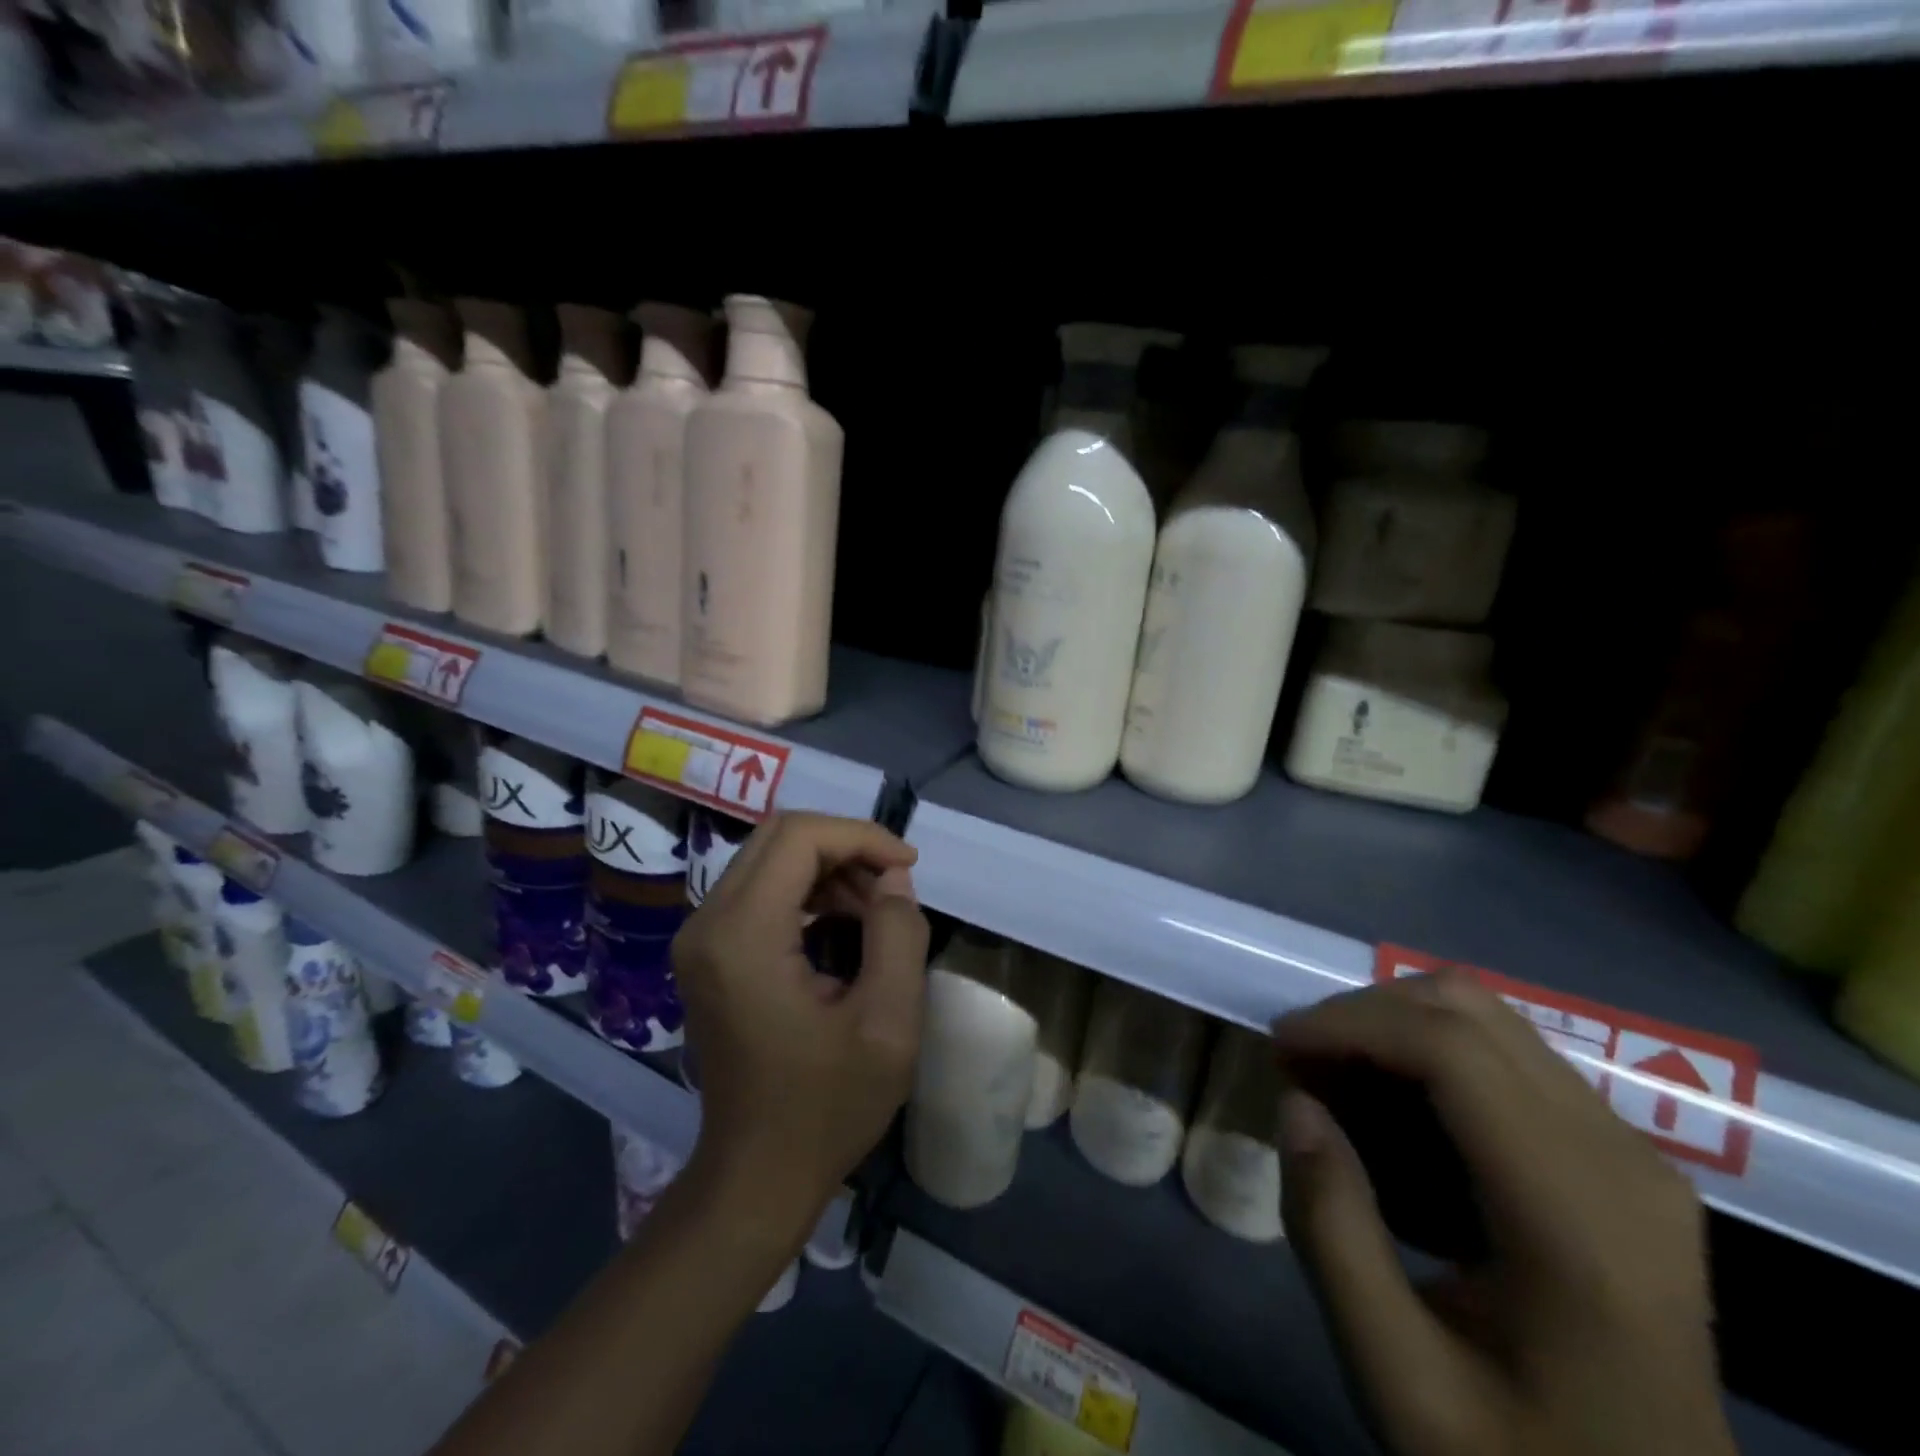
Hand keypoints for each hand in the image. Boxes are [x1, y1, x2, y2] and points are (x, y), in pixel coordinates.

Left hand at [672, 812, 928, 1239]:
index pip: (799, 836)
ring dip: (830, 868)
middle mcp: (708, 922)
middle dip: (846, 847)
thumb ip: (898, 934)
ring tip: (875, 911)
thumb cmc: (826, 1107)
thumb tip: (893, 879)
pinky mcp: (708, 952)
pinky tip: (843, 926)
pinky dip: (808, 890)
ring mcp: (701, 937)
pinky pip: (761, 889)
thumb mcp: (888, 1023)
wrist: (757, 1175)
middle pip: (780, 836)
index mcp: (743, 935)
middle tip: (893, 885)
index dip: (862, 837)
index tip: (908, 868)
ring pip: (770, 858)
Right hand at [1272, 971, 1735, 1455]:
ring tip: (1334, 1077)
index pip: (1451, 1050)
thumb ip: (1333, 1235)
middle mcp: (1621, 1159)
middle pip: (1469, 1009)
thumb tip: (1295, 1105)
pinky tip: (1390, 1103)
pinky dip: (1427, 1049)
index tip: (1278, 1048)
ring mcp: (1631, 1150)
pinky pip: (1505, 1051)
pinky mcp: (1620, 1152)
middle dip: (1362, 1014)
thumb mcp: (1399, 1379)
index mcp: (1578, 1222)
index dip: (1349, 1024)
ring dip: (1392, 1024)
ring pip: (1486, 1015)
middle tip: (1299, 1065)